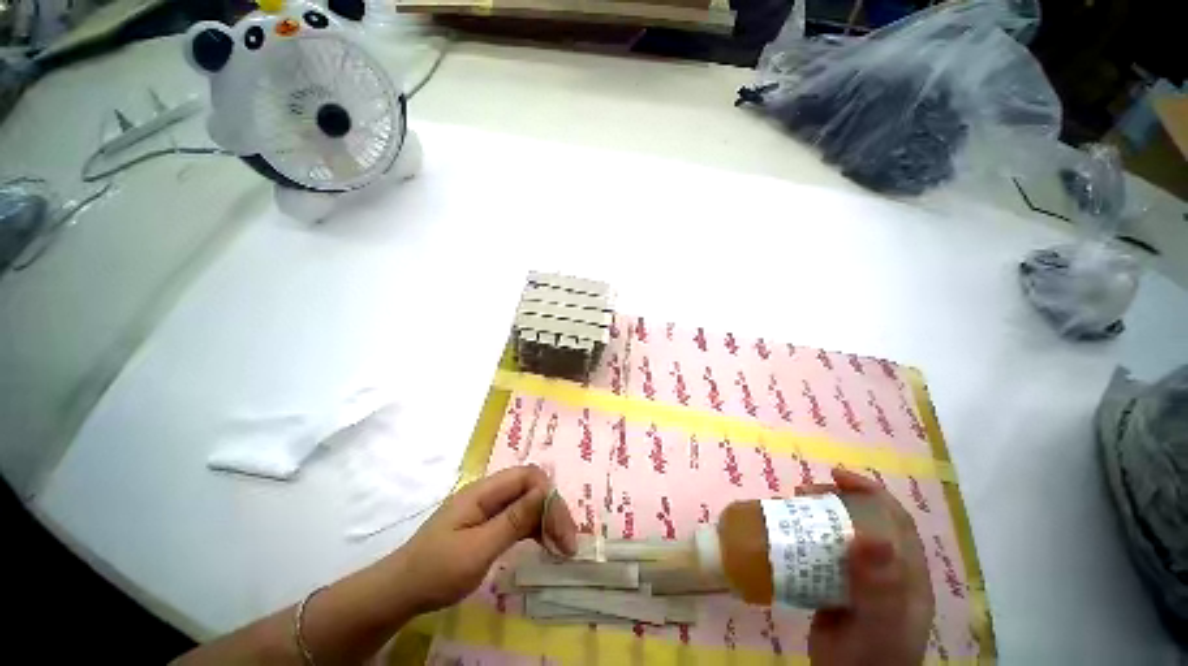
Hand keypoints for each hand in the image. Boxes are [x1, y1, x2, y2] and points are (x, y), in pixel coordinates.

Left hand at [392, 465, 578, 613]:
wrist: (401, 592)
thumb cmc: (436, 571)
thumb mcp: (477, 549)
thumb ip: (512, 520)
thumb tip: (545, 492)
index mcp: (483, 491)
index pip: (527, 476)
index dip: (548, 495)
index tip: (560, 527)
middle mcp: (489, 494)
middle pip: (531, 489)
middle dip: (552, 510)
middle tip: (568, 543)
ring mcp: (489, 509)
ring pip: (528, 504)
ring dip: (547, 522)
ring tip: (563, 548)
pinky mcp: (489, 525)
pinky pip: (520, 520)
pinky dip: (536, 531)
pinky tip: (547, 546)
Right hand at [798, 468, 934, 665]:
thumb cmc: (870, 660)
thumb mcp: (877, 626)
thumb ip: (880, 587)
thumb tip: (870, 536)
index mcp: (906, 575)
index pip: (895, 520)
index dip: (869, 492)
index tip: (835, 476)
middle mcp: (886, 572)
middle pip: (864, 522)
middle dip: (835, 499)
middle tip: (803, 493)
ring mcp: (860, 581)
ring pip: (840, 536)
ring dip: (817, 516)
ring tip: (790, 507)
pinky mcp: (836, 588)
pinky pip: (821, 554)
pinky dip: (805, 538)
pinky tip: (787, 537)